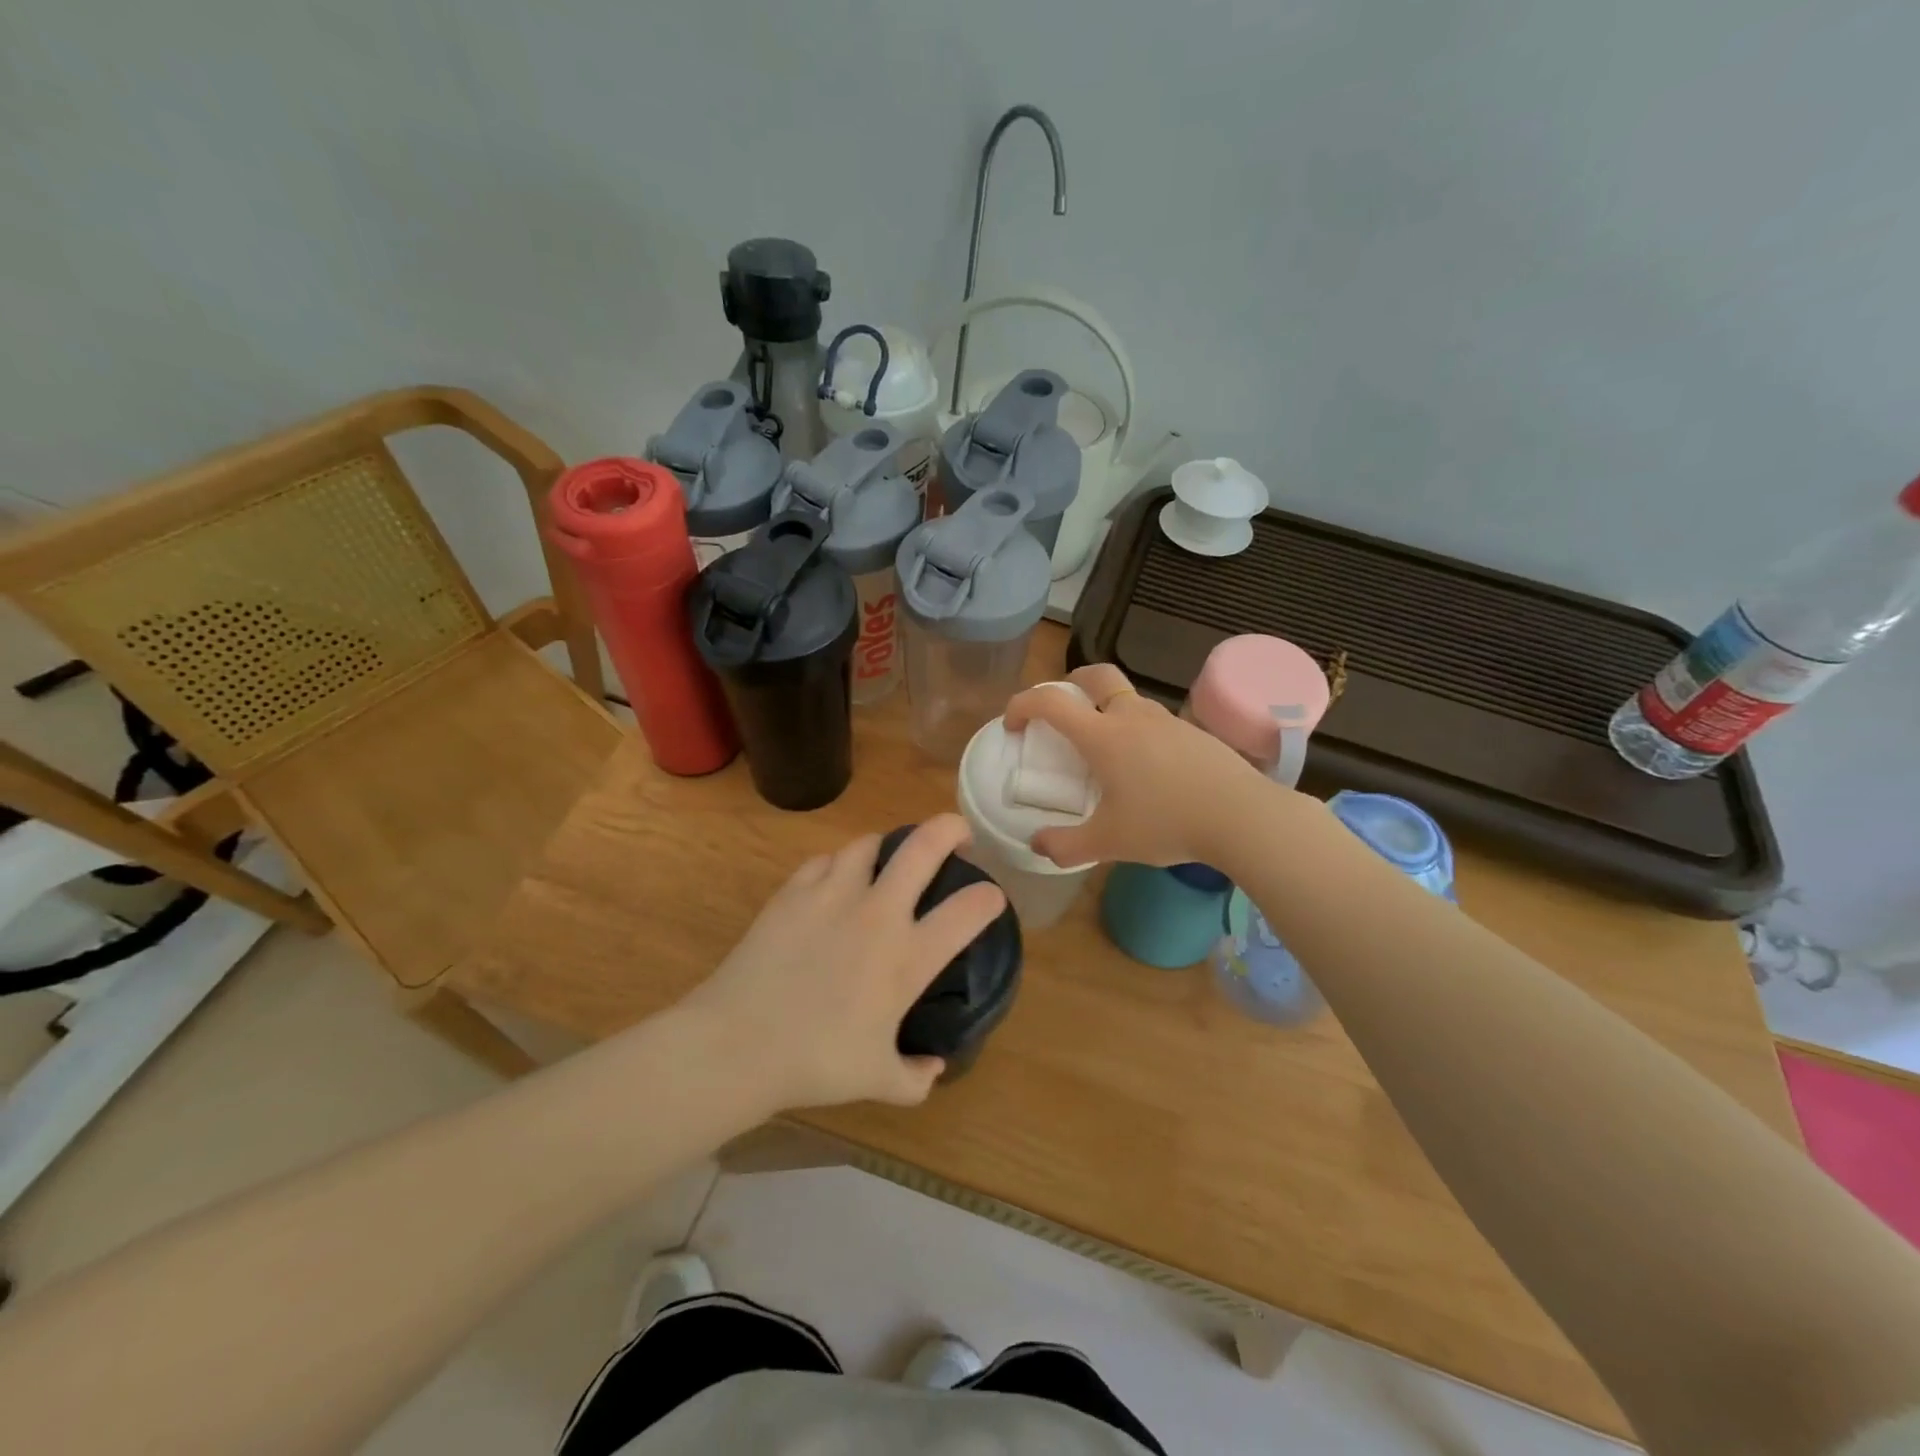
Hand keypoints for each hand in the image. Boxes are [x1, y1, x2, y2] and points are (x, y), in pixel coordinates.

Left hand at [677, 815, 1005, 1112]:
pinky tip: (836, 881)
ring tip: (889, 858)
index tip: (991, 897)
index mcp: (907, 957)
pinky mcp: (793, 891)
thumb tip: (934, 1067)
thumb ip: (916, 1077)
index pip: (968, 911)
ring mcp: (833, 894)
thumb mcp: (877, 1081)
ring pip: (870, 844)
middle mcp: (877, 913)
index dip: (989, 898)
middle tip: (958, 833)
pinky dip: (839, 865)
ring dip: (888, 845)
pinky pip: (825, 861)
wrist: (738, 1043)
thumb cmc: (815, 1063)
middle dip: (950, 828)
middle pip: (924, 846)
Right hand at [1003, 664, 1277, 867]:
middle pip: (1095, 676)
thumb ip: (1065, 846)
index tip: (1012, 724)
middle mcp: (1131, 716)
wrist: (1241, 816)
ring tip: (1106, 748)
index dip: (1022, 704)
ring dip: (1107, 708)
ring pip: (1128, 697)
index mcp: (1102, 736)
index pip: (1051, 702)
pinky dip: (1138, 730)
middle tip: (1063, 711)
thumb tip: (1037, 844)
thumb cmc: (1166, 823)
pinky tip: (1148, 767)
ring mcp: (1166, 720)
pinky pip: (1154, 720)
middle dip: (1071, 683)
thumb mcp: (1108, 843)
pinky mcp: (1193, 732)